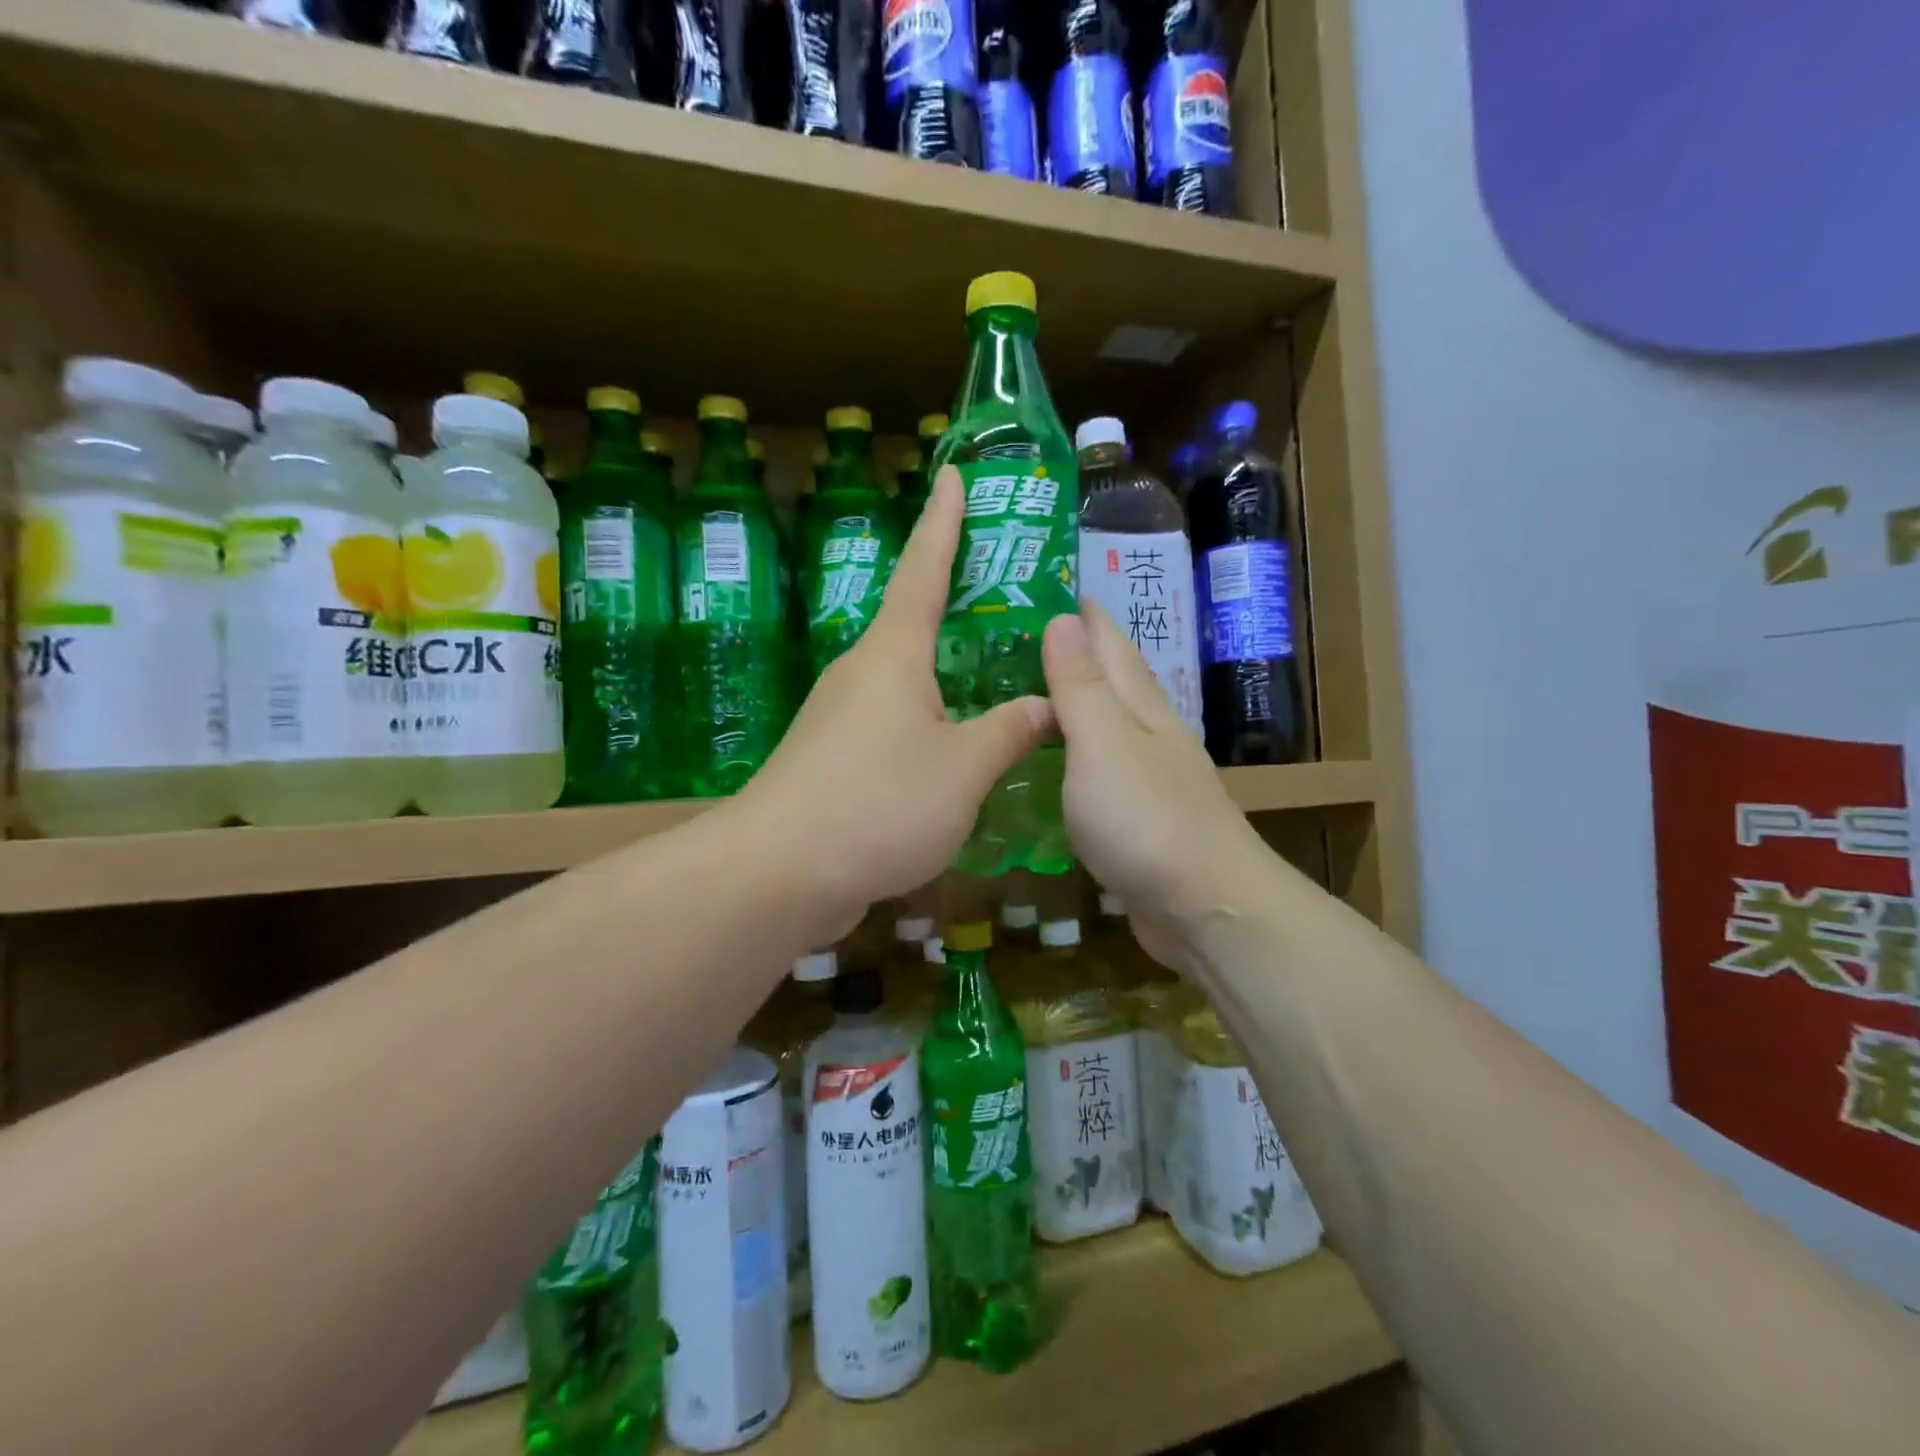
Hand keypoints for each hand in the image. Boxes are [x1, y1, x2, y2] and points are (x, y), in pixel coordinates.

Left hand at [738, 466, 1052, 936]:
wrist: (780, 873)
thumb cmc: (878, 802)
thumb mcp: (963, 768)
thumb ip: (1010, 732)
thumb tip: (1047, 704)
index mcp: (892, 655)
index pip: (923, 569)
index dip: (943, 521)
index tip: (951, 473)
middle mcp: (861, 673)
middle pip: (913, 623)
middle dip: (954, 602)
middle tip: (1005, 590)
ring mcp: (840, 718)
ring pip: (905, 681)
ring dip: (946, 673)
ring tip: (996, 674)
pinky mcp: (832, 761)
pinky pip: (893, 724)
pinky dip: (930, 723)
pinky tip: (957, 750)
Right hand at [1042, 604, 1272, 973]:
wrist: (1207, 909)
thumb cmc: (1148, 821)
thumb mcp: (1104, 745)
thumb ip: (1082, 687)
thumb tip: (1065, 617)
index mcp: (1141, 708)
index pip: (1109, 643)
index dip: (1083, 613)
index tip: (1051, 583)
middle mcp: (1151, 734)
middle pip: (1114, 680)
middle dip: (1079, 651)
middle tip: (1026, 633)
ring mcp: (1151, 779)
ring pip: (1110, 724)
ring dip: (1080, 702)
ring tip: (1036, 688)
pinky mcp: (1142, 820)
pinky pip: (1103, 770)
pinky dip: (1079, 755)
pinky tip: (1061, 763)